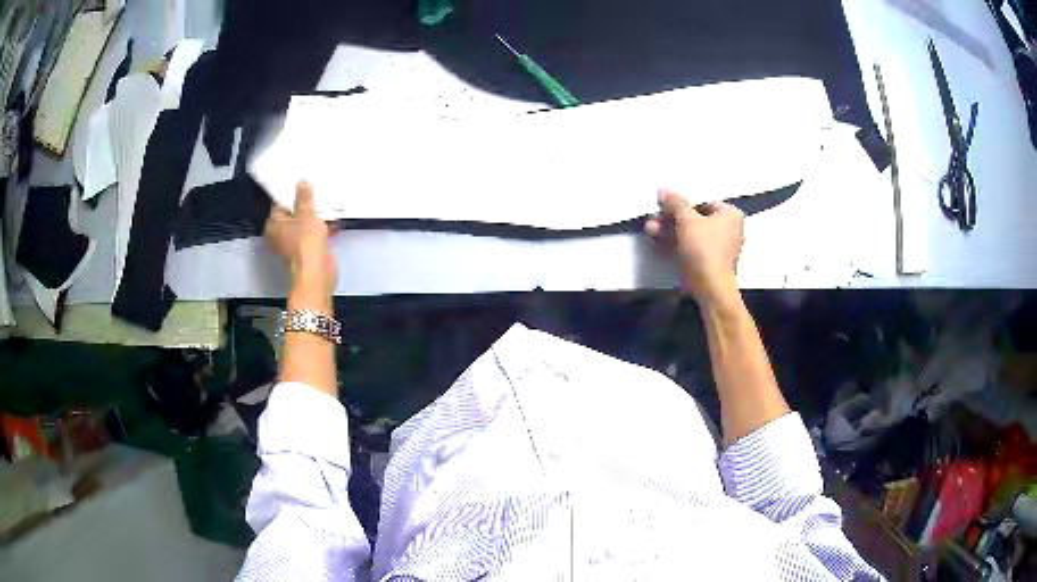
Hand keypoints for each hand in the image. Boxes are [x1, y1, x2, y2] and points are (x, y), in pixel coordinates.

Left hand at [266, 182, 336, 297]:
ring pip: (305, 225)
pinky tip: (333, 222)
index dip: (292, 195)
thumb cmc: (305, 241)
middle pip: (294, 215)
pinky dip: (322, 230)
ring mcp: (294, 245)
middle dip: (306, 206)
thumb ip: (304, 197)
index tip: (304, 186)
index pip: (280, 205)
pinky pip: (314, 236)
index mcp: (274, 226)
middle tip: (317, 193)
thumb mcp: (306, 212)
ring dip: (316, 218)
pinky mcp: (307, 252)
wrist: (317, 271)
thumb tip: (302, 183)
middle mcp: (280, 236)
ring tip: (328, 205)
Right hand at [644, 189, 743, 305]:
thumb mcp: (686, 220)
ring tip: (650, 228)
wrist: (710, 287)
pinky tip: (657, 240)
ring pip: (691, 234)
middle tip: (654, 216)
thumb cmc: (704, 248)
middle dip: (672, 218)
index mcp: (731, 214)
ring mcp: (719, 248)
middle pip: (696, 218)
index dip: (682, 202)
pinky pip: (692, 248)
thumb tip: (664, 190)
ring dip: (670, 230)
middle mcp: (729, 229)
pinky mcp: (709, 263)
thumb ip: (675, 203)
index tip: (664, 204)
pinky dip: (676, 244)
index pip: (704, 201)